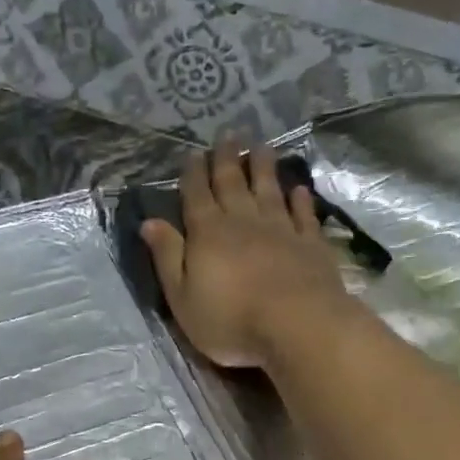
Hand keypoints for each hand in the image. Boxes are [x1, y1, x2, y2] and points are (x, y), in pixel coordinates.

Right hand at [140, 147, 348, 368]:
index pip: (196, 196)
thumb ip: (167, 257)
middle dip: (227, 159)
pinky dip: (300, 199)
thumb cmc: (230, 319)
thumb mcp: (182, 296)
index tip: (193, 154)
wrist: (295, 325)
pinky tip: (298, 189)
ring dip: (263, 167)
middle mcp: (243, 221)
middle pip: (232, 183)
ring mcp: (280, 229)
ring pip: (269, 189)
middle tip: (228, 134)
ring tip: (261, 145)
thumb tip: (149, 222)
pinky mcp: (310, 243)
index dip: (193, 174)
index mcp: (208, 233)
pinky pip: (303, 214)